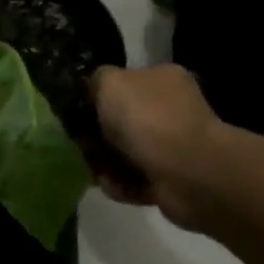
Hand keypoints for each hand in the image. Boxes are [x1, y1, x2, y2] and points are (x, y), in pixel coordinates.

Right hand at [91, 65, 224, 228]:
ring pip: (126, 153)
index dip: (97, 97)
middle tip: (78, 146)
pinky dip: (121, 184)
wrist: (189, 173)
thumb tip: (93, 89)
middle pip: (122, 121)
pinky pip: (136, 180)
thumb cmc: (148, 119)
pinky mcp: (173, 179)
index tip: (75, 113)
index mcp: (162, 78)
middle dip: (98, 136)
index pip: (124, 83)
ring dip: (106, 164)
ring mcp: (174, 146)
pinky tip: (111, 185)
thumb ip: (97, 80)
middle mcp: (171, 109)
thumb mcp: (111, 83)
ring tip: (93, 171)